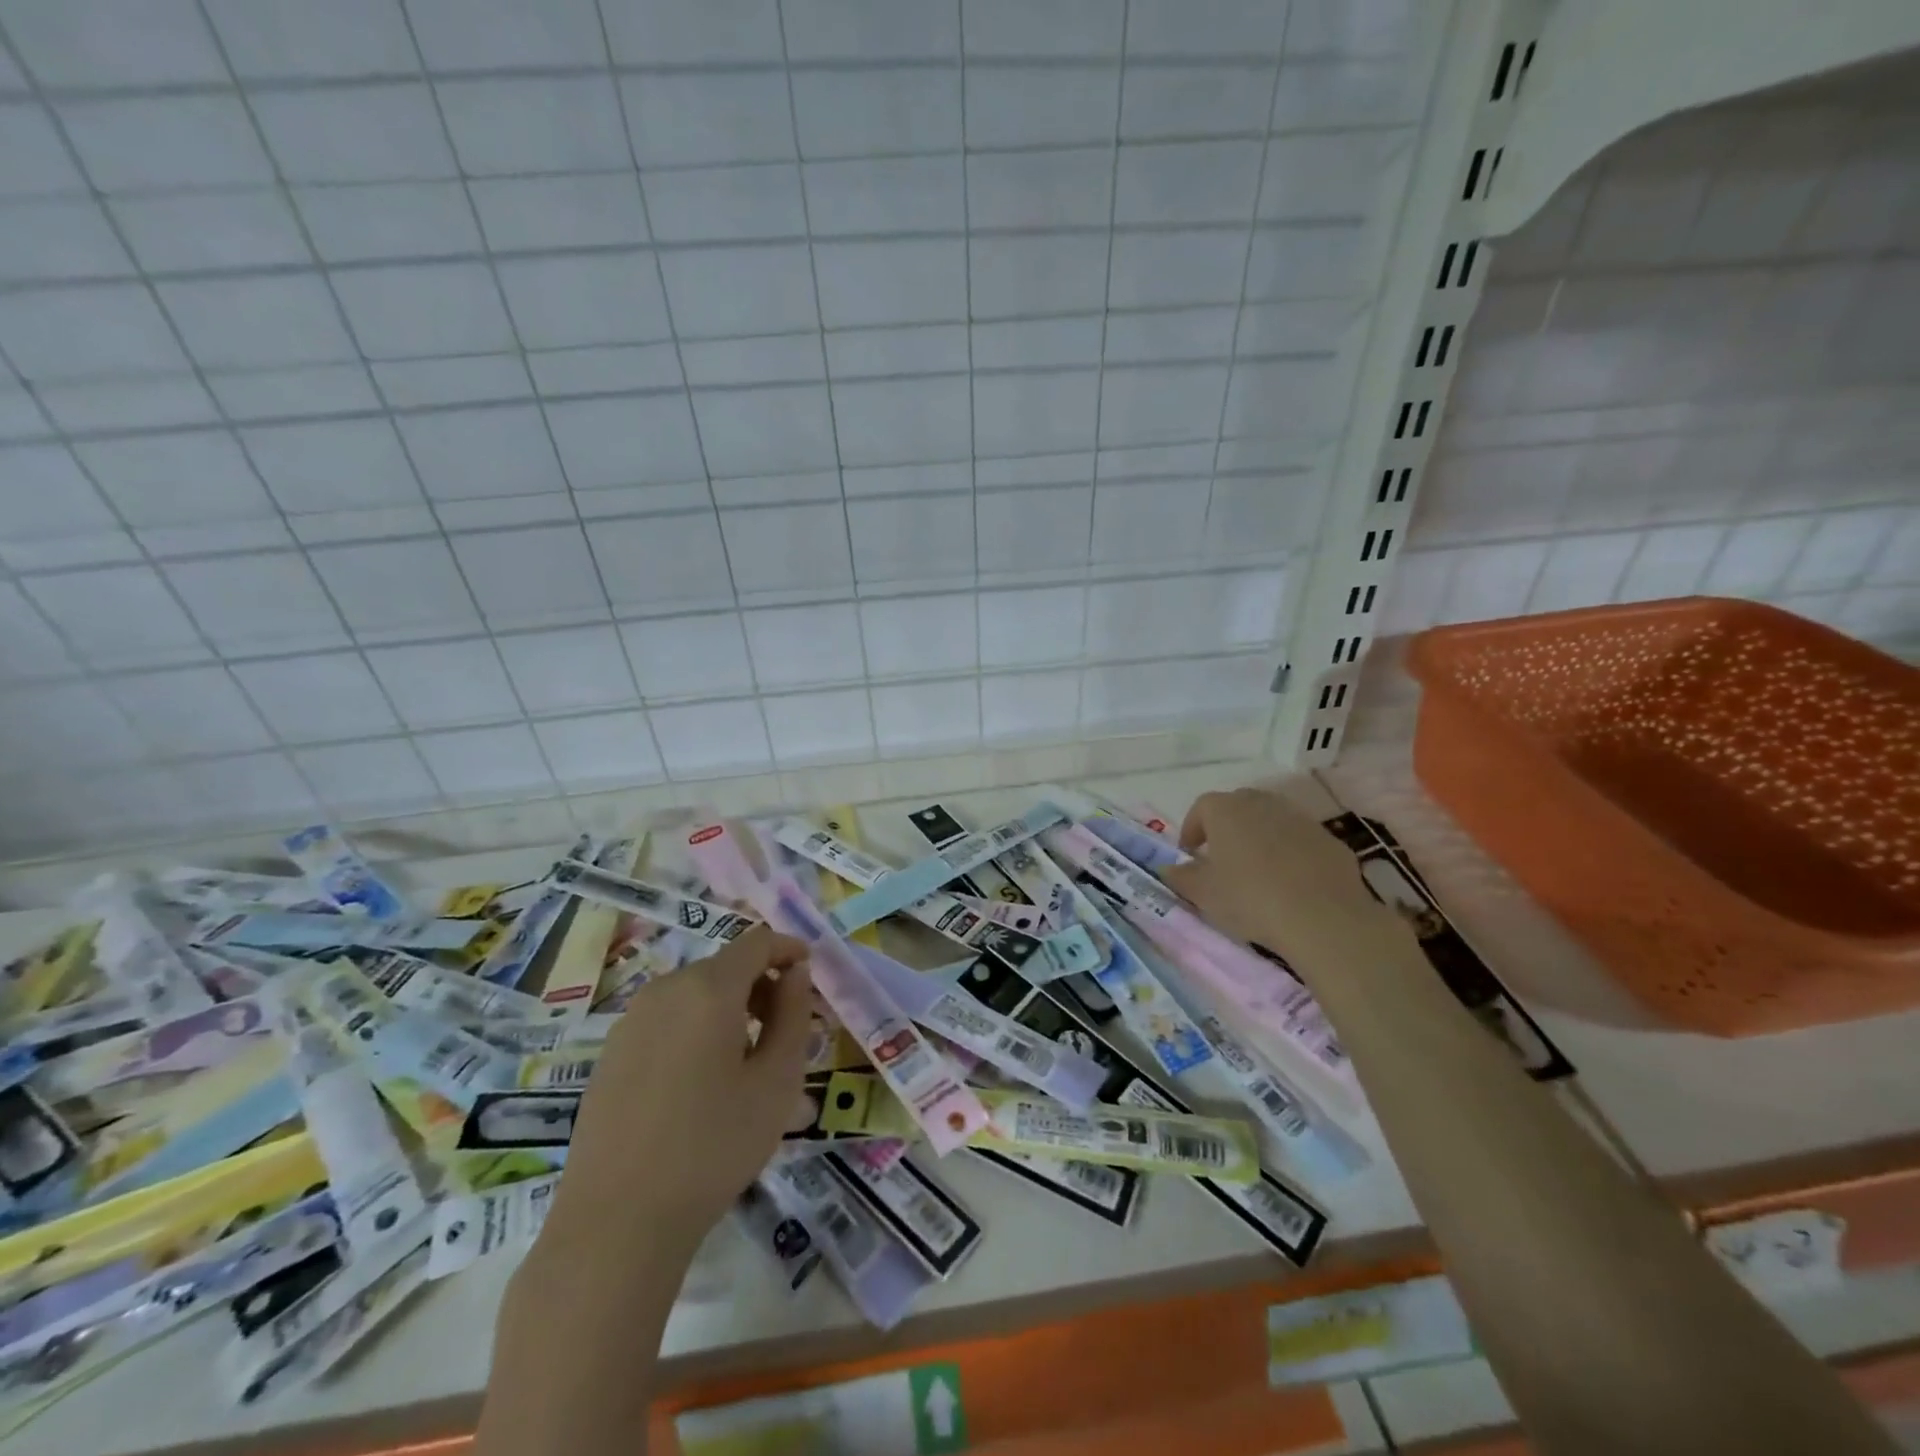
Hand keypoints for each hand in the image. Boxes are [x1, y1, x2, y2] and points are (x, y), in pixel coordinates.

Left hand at [544, 924, 813, 1267]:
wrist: (616, 1223)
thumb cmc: (713, 1147)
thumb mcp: (777, 1082)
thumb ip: (793, 1015)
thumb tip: (795, 973)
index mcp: (708, 989)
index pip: (758, 942)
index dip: (789, 950)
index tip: (811, 976)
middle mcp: (665, 990)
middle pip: (726, 966)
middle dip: (763, 985)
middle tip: (788, 1030)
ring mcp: (631, 1021)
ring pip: (695, 994)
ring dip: (731, 1009)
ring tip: (749, 1061)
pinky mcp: (611, 1053)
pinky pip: (667, 1020)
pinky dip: (697, 1029)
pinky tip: (703, 1083)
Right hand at [1162, 787, 1392, 959]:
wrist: (1323, 917)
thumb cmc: (1250, 899)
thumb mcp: (1203, 894)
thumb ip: (1181, 877)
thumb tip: (1167, 868)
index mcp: (1226, 811)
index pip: (1202, 807)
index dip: (1192, 829)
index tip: (1190, 853)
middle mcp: (1262, 803)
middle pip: (1238, 806)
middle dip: (1226, 827)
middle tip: (1222, 858)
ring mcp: (1299, 818)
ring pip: (1271, 820)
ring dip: (1260, 838)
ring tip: (1257, 871)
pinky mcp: (1328, 839)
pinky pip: (1300, 839)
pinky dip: (1290, 853)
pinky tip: (1291, 882)